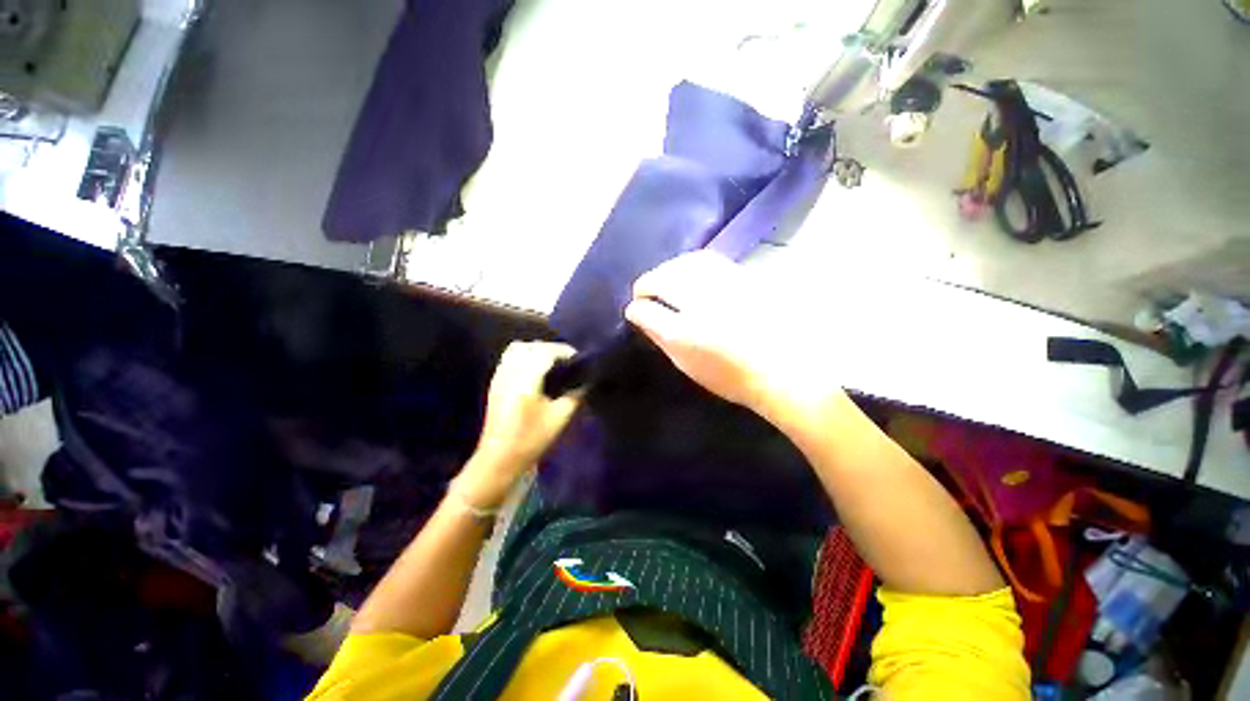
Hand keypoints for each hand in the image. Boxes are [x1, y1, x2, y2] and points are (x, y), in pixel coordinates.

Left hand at [456, 341, 581, 508]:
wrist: (498, 459)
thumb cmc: (531, 440)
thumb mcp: (560, 418)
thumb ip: (575, 395)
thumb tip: (585, 382)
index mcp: (526, 380)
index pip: (545, 351)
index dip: (564, 351)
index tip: (579, 359)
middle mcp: (510, 373)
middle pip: (530, 346)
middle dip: (550, 349)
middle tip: (566, 362)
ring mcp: (499, 377)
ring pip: (516, 349)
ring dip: (535, 351)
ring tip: (551, 365)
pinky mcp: (495, 384)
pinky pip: (509, 359)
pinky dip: (524, 357)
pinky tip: (536, 373)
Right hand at [624, 251, 842, 422]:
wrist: (787, 369)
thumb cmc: (732, 373)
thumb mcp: (687, 360)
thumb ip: (659, 333)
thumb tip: (638, 312)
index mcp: (686, 327)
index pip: (649, 306)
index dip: (637, 306)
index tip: (635, 309)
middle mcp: (704, 298)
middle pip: (666, 277)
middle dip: (650, 281)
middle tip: (645, 291)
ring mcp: (727, 284)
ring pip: (688, 263)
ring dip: (671, 268)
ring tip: (666, 278)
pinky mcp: (746, 278)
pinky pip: (711, 262)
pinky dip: (693, 264)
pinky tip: (692, 273)